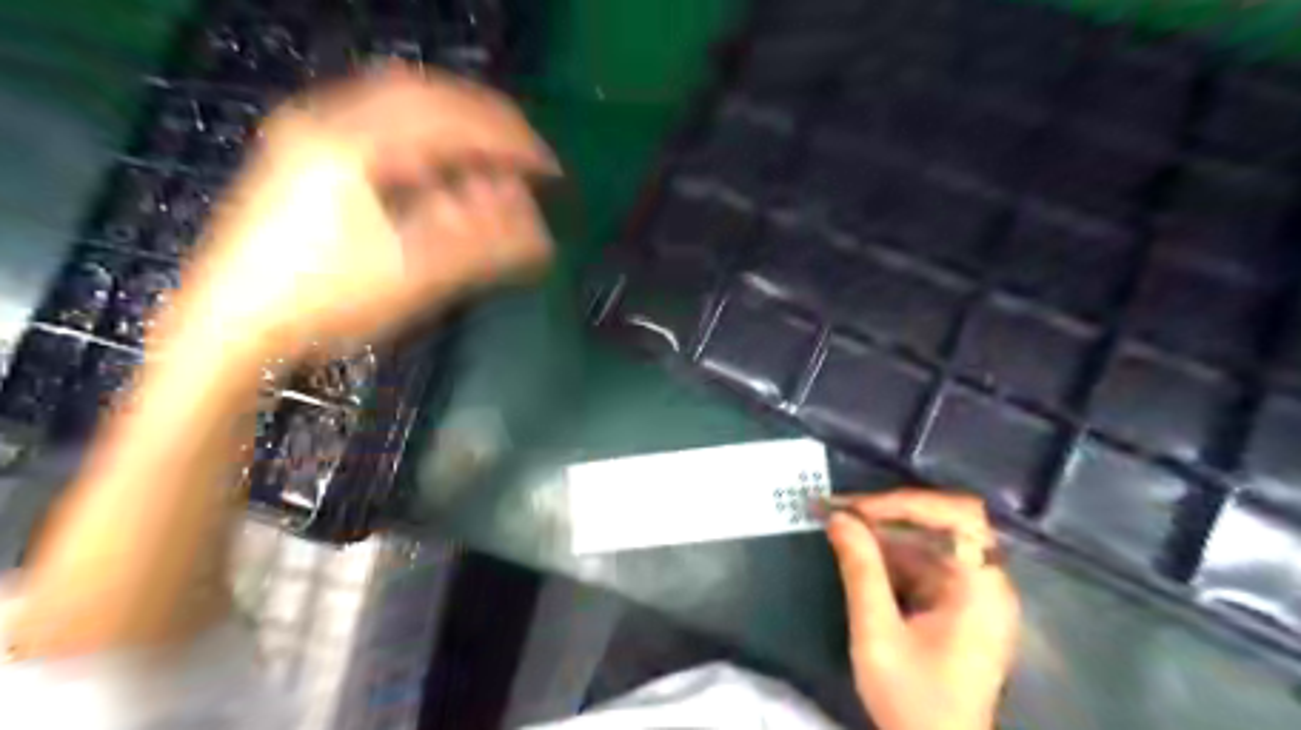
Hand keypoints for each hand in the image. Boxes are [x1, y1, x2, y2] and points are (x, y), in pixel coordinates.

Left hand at [173, 63, 558, 351]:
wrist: (231, 320)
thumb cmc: (323, 302)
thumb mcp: (412, 278)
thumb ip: (481, 245)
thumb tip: (539, 227)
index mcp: (358, 148)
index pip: (456, 124)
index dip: (512, 142)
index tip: (548, 169)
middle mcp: (330, 120)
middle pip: (428, 94)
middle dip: (487, 120)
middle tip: (525, 154)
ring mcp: (310, 129)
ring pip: (400, 100)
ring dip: (456, 120)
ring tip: (491, 153)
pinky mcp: (304, 148)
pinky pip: (377, 117)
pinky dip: (423, 130)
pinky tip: (437, 161)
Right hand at [828, 488, 1019, 728]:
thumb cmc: (914, 702)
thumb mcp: (877, 635)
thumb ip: (860, 571)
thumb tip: (838, 518)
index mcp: (981, 589)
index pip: (957, 516)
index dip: (906, 503)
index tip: (857, 509)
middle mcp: (986, 581)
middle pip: (943, 522)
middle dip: (888, 513)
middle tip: (840, 511)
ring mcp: (973, 592)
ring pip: (929, 539)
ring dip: (883, 531)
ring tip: (838, 525)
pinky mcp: (958, 603)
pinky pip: (924, 561)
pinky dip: (890, 553)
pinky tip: (857, 553)